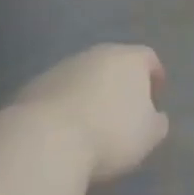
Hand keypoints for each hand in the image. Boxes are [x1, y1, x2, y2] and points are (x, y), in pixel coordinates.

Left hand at [14, 45, 168, 182]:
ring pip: (84, 76)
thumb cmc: (109, 134)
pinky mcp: (35, 85)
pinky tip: (64, 130)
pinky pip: (59, 92)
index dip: (154, 76)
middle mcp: (97, 53)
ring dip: (91, 93)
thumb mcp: (148, 136)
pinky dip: (66, 104)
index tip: (156, 96)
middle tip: (124, 111)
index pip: (148, 58)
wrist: (46, 140)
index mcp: (129, 59)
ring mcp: (63, 66)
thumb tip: (156, 116)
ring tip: (92, 123)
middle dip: (121, 83)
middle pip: (114, 63)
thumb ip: (157, 122)